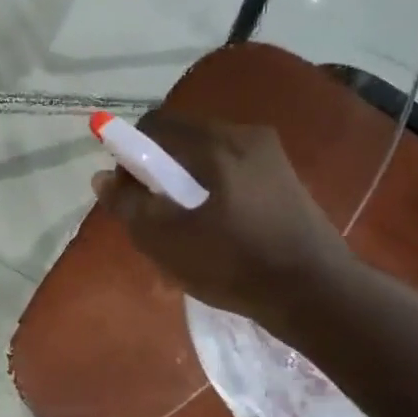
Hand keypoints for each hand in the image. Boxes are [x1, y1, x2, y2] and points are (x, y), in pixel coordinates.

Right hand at [91, 112, 353, 331]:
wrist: (314, 291)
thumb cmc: (232, 263)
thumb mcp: (165, 240)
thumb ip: (128, 204)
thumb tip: (103, 178)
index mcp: (214, 143)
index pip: (154, 125)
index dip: (130, 154)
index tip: (130, 193)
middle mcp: (244, 134)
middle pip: (182, 137)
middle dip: (159, 168)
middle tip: (155, 212)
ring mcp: (270, 154)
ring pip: (208, 153)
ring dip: (186, 179)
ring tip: (186, 224)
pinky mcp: (284, 176)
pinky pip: (232, 168)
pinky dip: (213, 186)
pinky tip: (217, 225)